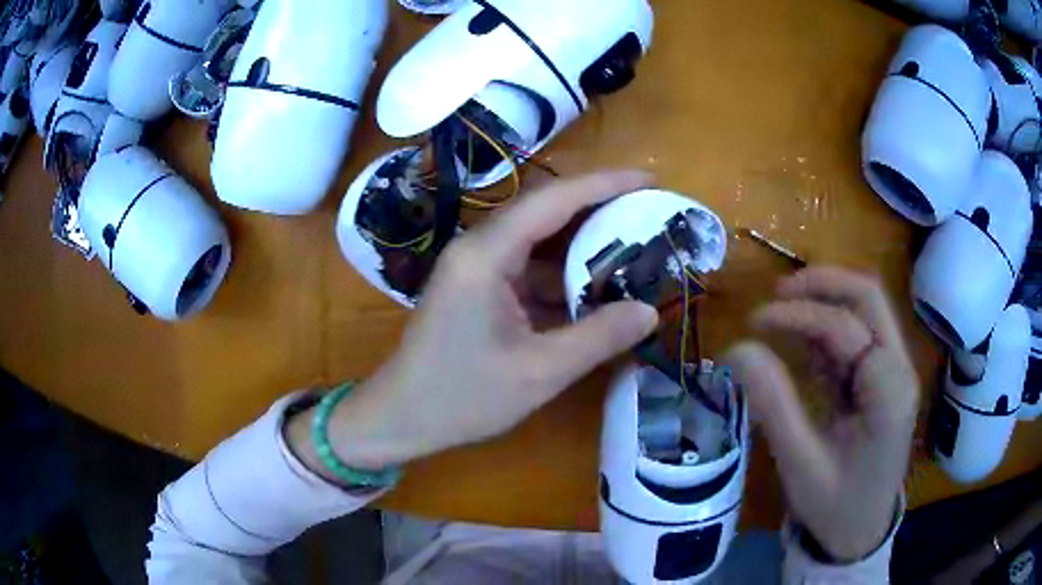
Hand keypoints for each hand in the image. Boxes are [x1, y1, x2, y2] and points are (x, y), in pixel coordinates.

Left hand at [288, 171, 658, 475]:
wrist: (402, 417)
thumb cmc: (462, 396)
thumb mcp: (539, 371)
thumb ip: (598, 338)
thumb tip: (649, 312)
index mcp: (486, 255)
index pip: (553, 200)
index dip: (604, 185)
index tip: (648, 180)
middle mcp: (479, 248)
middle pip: (546, 214)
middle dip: (598, 210)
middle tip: (648, 214)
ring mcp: (476, 268)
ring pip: (539, 243)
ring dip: (583, 246)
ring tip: (634, 249)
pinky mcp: (478, 289)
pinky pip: (528, 270)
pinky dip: (563, 277)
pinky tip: (596, 290)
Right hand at [722, 266, 918, 561]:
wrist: (859, 535)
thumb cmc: (833, 507)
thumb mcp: (800, 462)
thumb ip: (773, 403)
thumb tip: (736, 348)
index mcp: (888, 392)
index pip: (846, 327)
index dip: (798, 315)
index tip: (754, 321)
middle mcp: (899, 370)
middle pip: (869, 298)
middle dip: (823, 284)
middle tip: (778, 292)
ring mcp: (894, 373)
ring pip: (866, 311)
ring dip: (826, 302)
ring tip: (783, 313)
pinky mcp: (883, 381)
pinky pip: (858, 338)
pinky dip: (828, 332)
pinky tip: (802, 345)